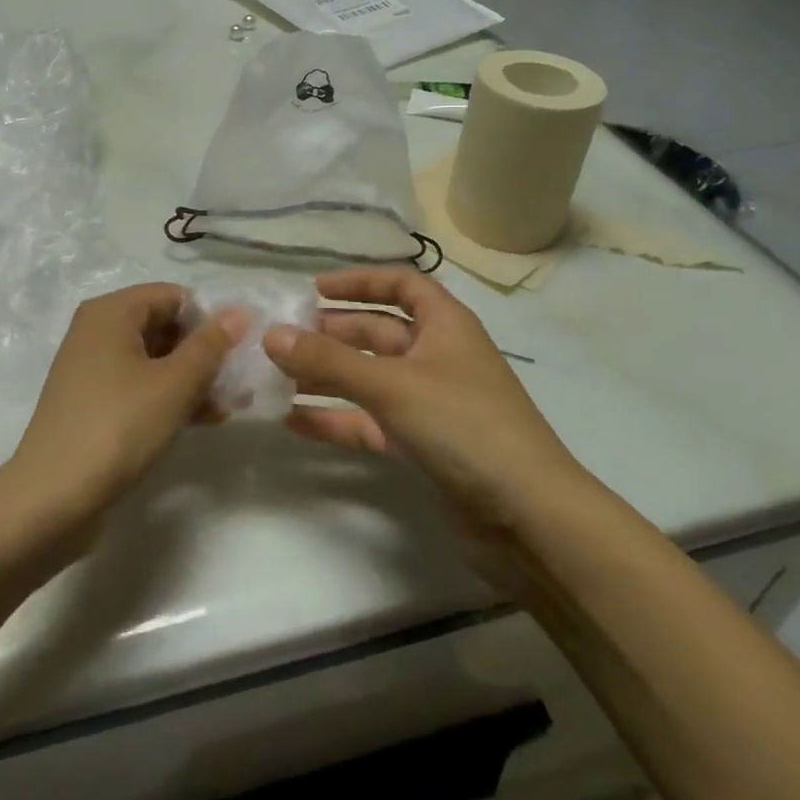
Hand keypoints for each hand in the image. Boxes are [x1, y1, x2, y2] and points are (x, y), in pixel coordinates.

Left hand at [7, 283, 241, 528]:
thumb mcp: (174, 384)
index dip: (209, 318)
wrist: (51, 499)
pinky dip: (170, 396)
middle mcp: (98, 330)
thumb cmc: (118, 427)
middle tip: (238, 381)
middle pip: (164, 325)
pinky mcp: (93, 402)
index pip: (173, 295)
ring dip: (193, 378)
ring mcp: (93, 368)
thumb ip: (210, 345)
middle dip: (204, 351)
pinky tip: (205, 419)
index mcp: (111, 312)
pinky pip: (140, 385)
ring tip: (230, 404)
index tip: (238, 349)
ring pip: (155, 359)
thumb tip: (240, 311)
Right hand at [263, 269, 588, 549]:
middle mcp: (437, 357)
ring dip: (326, 376)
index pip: (401, 284)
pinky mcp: (423, 446)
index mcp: (445, 325)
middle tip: (280, 338)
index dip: (359, 281)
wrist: (528, 518)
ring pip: (369, 379)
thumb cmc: (464, 425)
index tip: (314, 290)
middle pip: (377, 332)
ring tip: (275, 377)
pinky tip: (294, 421)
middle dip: (331, 332)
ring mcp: (430, 403)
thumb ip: (328, 360)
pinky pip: (370, 422)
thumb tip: (270, 334)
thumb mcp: (391, 384)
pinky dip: (337, 419)